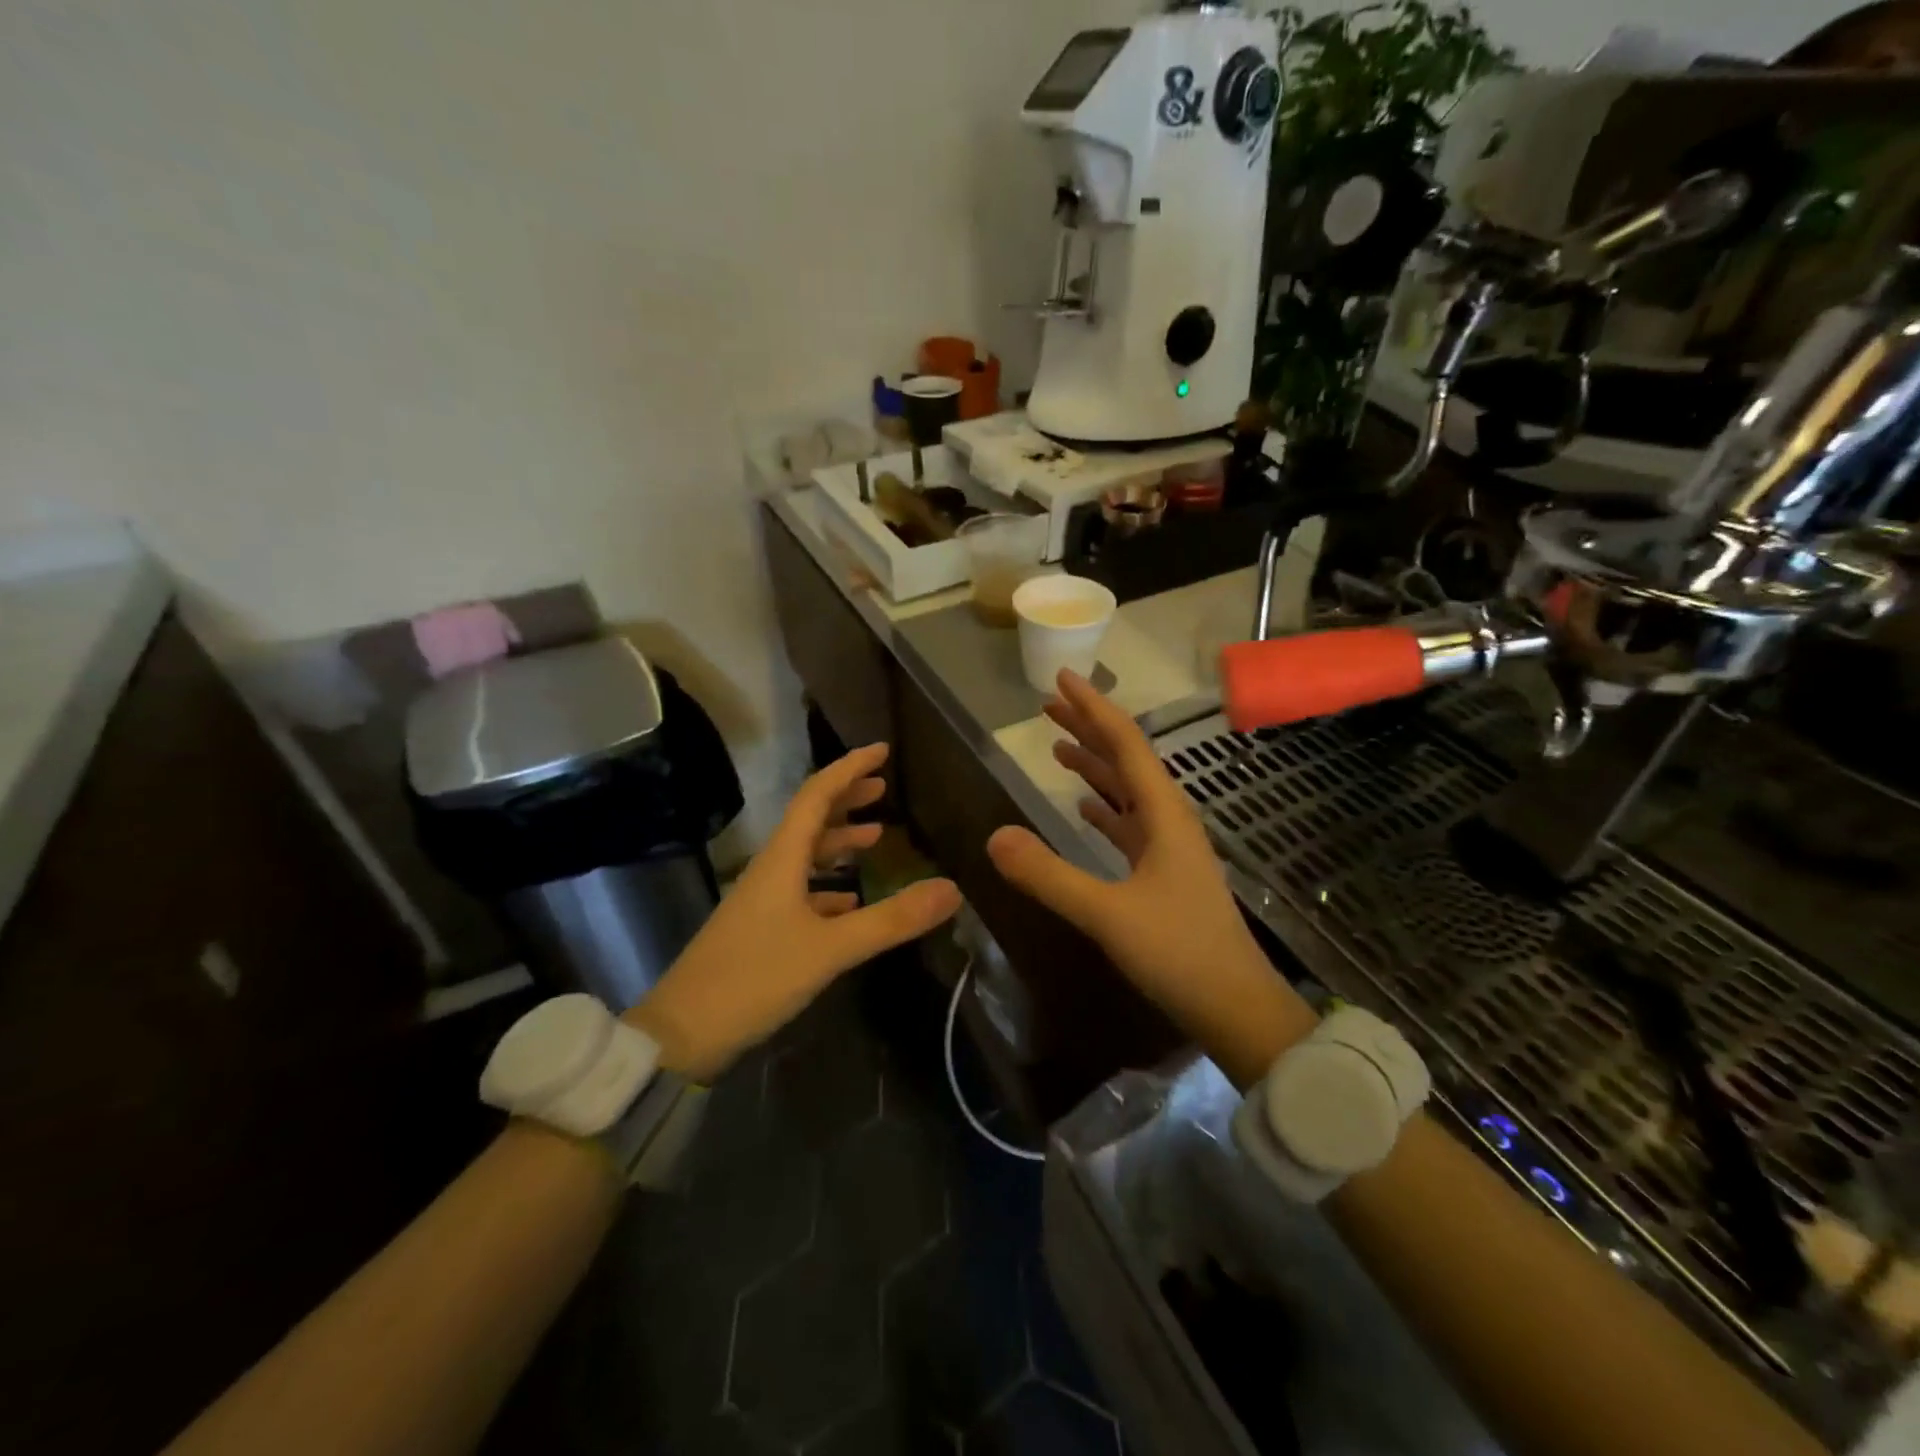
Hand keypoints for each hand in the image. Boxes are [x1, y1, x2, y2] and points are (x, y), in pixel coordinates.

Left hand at [628, 744, 960, 1080]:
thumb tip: (952, 889)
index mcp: (782, 859)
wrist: (683, 1033)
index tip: (882, 750)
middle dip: (846, 798)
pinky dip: (829, 885)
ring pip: (806, 855)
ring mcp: (763, 900)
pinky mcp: (761, 929)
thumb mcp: (831, 949)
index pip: (817, 795)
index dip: (849, 768)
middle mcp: (771, 870)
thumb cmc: (755, 978)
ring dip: (839, 840)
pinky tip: (850, 898)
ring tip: (876, 836)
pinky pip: (801, 891)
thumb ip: (891, 919)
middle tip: (883, 786)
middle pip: (810, 819)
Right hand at [985, 671, 1314, 1086]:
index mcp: (1164, 814)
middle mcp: (1169, 819)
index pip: (1125, 743)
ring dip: (1094, 766)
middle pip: (1126, 759)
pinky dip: (1104, 808)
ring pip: (1127, 792)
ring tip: (1058, 748)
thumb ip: (1049, 875)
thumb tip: (992, 837)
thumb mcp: (1107, 914)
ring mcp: (1169, 847)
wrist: (1236, 1007)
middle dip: (1088, 729)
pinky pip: (1129, 825)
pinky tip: (1085, 807)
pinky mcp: (1164, 874)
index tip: (1061, 679)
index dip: (1091, 708)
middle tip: (1048, 707)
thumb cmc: (1179, 952)